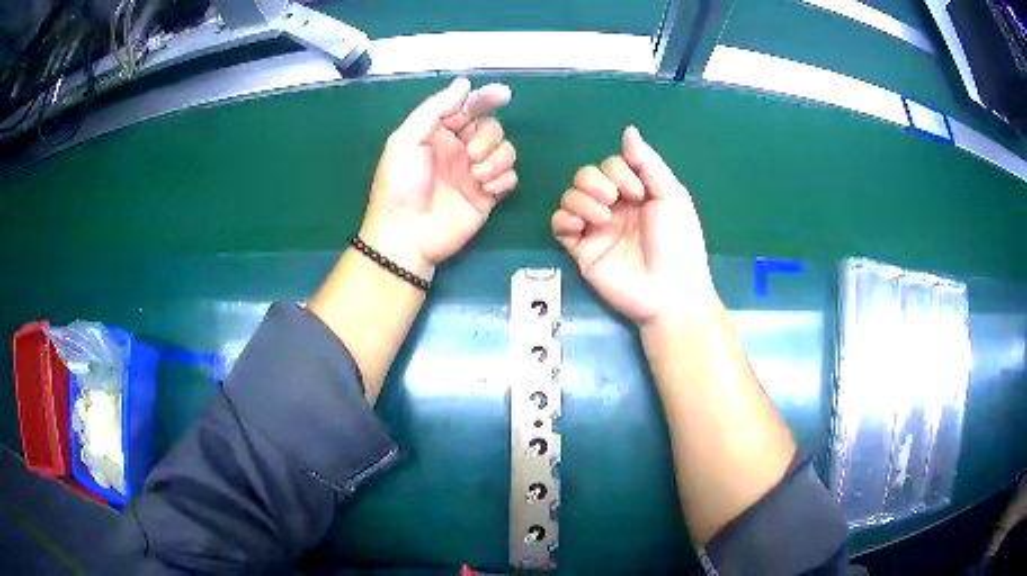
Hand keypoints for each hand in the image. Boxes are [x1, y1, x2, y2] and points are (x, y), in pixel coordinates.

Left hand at [361, 77, 517, 276]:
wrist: (406, 235)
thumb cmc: (400, 185)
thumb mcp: (406, 140)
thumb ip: (435, 109)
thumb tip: (464, 83)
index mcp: (438, 134)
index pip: (468, 108)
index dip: (486, 98)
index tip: (502, 94)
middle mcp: (459, 150)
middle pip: (491, 128)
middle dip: (487, 138)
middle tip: (470, 155)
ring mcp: (474, 173)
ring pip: (505, 151)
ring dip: (496, 159)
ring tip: (476, 176)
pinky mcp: (487, 196)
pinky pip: (510, 178)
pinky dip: (503, 180)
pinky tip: (486, 190)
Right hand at [552, 126, 715, 325]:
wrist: (669, 290)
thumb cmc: (678, 242)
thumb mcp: (671, 196)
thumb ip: (647, 163)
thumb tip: (628, 130)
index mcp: (636, 193)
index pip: (611, 165)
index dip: (617, 171)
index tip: (637, 192)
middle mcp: (613, 207)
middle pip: (585, 177)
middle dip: (595, 181)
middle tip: (615, 201)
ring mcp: (595, 228)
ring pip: (569, 197)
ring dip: (581, 199)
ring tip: (602, 217)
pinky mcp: (580, 250)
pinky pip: (559, 225)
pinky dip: (565, 219)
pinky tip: (582, 227)